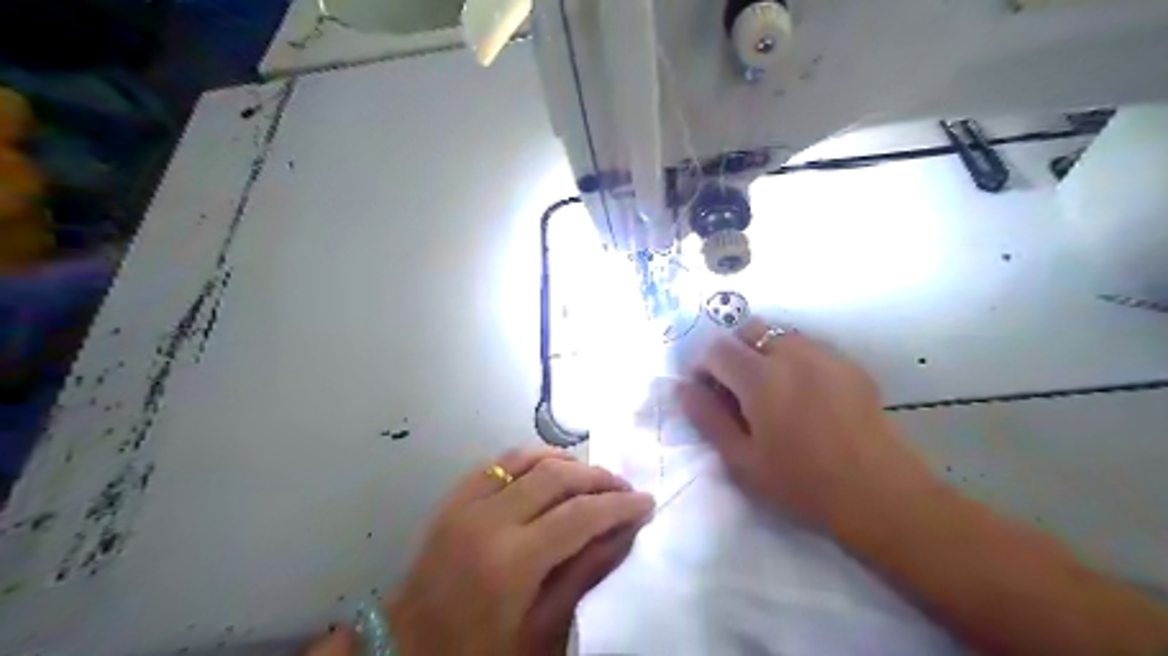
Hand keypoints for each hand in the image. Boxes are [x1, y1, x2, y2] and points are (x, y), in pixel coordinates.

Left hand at [388, 449, 652, 654]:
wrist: (407, 653)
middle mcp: (487, 521)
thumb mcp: (543, 631)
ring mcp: (464, 504)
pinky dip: (530, 458)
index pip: (579, 515)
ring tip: (593, 477)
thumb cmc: (480, 655)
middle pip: (556, 476)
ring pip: (526, 457)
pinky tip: (549, 469)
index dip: (619, 505)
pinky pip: (497, 462)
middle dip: (599, 477)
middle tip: (625, 489)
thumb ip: (585, 574)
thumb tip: (625, 531)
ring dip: (567, 462)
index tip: (646, 501)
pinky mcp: (451, 500)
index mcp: (511, 563)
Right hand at [681, 317, 938, 532]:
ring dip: (764, 354)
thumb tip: (684, 388)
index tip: (708, 394)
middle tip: (738, 391)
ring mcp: (825, 356)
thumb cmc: (801, 483)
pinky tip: (805, 397)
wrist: (879, 494)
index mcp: (761, 377)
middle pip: (749, 330)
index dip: (703, 367)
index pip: (717, 348)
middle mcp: (792, 354)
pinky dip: (794, 361)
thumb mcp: (742, 460)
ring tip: (772, 393)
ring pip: (780, 336)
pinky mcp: (850, 365)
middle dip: (734, 353)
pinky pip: (809, 348)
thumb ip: (708, 418)